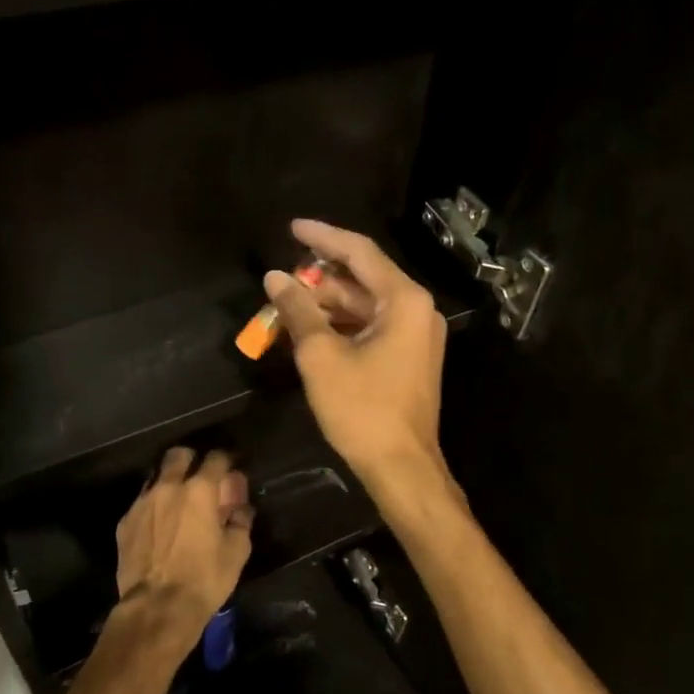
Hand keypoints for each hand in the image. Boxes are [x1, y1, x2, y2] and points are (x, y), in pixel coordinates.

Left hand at [113, 447, 253, 646]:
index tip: (230, 472)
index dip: (226, 461)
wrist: (157, 607)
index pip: (216, 458)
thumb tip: (241, 508)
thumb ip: (240, 521)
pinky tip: (159, 526)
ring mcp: (142, 503)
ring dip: (170, 483)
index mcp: (200, 490)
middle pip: (178, 455)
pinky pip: (142, 503)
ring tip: (178, 503)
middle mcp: (168, 487)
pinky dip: (153, 507)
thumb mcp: (236, 551)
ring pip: (156, 477)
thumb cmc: (204, 579)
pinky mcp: (125, 522)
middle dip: (191, 461)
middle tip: (200, 479)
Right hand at [263, 219, 450, 495]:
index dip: (323, 237)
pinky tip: (311, 332)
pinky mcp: (410, 358)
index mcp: (404, 300)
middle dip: (320, 280)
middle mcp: (417, 310)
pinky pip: (373, 328)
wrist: (401, 466)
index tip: (292, 227)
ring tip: (287, 307)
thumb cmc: (362, 409)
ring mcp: (417, 336)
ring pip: (366, 306)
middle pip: (363, 280)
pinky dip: (342, 326)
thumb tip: (275, 278)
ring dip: (328, 306)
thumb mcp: (321, 356)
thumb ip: (298, 310)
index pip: (359, 253)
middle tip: (281, 281)